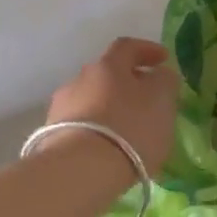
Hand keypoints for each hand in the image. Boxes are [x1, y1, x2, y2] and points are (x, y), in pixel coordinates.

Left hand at [44, 38, 179, 177]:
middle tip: (146, 100)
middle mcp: (80, 79)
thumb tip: (160, 74)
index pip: (128, 47)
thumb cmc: (129, 128)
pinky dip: (97, 130)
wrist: (80, 169)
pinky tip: (108, 148)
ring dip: (109, 108)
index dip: (147, 50)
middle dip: (127, 83)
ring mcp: (61, 107)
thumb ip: (165, 82)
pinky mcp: (52, 136)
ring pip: (91, 100)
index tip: (163, 59)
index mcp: (108, 66)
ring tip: (127, 130)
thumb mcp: (161, 101)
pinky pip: (81, 125)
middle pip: (107, 74)